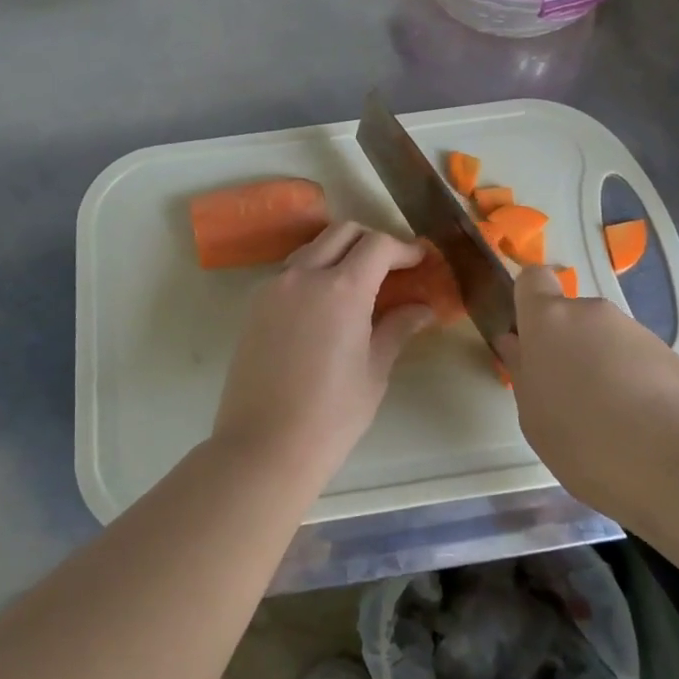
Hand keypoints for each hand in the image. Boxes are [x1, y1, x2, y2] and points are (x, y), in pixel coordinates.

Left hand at [213, 224, 436, 478]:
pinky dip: (314, 270)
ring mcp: (274, 287)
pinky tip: (326, 302)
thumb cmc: (331, 415)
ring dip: (339, 251)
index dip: (404, 248)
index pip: (378, 245)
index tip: (419, 260)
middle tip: (392, 266)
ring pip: (313, 247)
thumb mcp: (374, 371)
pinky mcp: (255, 305)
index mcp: (341, 289)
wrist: (264, 446)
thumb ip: (397, 329)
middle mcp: (304, 275)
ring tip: (359, 282)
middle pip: (342, 232)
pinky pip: (290, 271)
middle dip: (372, 240)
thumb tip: (423, 309)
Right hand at [499, 265, 678, 523]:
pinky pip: (637, 359)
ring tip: (610, 419)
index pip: (533, 279)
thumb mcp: (534, 417)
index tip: (529, 335)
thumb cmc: (586, 443)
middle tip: (569, 395)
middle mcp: (592, 312)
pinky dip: (633, 381)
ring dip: (601, 365)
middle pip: (571, 316)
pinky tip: (641, 425)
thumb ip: (523, 371)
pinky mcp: (671, 354)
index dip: (529, 301)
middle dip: (568, 346)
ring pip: (605, 339)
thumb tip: (516, 343)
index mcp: (549, 321)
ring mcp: (635, 330)